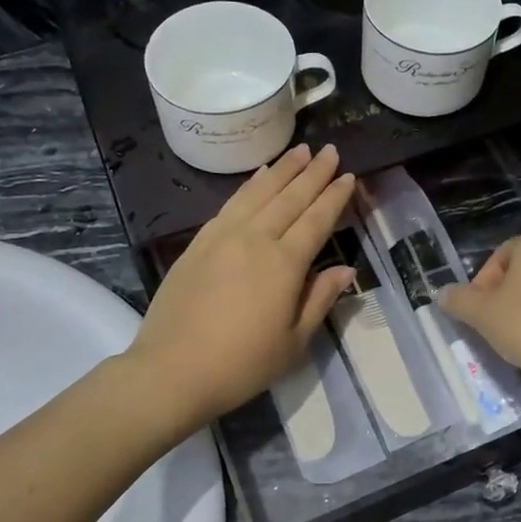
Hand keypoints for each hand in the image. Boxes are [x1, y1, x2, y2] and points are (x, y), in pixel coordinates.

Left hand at [127, 145, 357, 428]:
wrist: (172, 370)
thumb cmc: (241, 365)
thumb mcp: (293, 342)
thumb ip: (320, 299)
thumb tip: (346, 269)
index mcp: (284, 264)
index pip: (316, 220)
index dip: (335, 197)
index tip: (349, 176)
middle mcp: (255, 239)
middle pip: (290, 198)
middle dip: (313, 173)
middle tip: (330, 151)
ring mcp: (223, 237)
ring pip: (258, 193)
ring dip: (282, 170)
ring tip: (300, 151)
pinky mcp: (198, 243)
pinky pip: (230, 204)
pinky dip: (249, 185)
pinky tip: (258, 176)